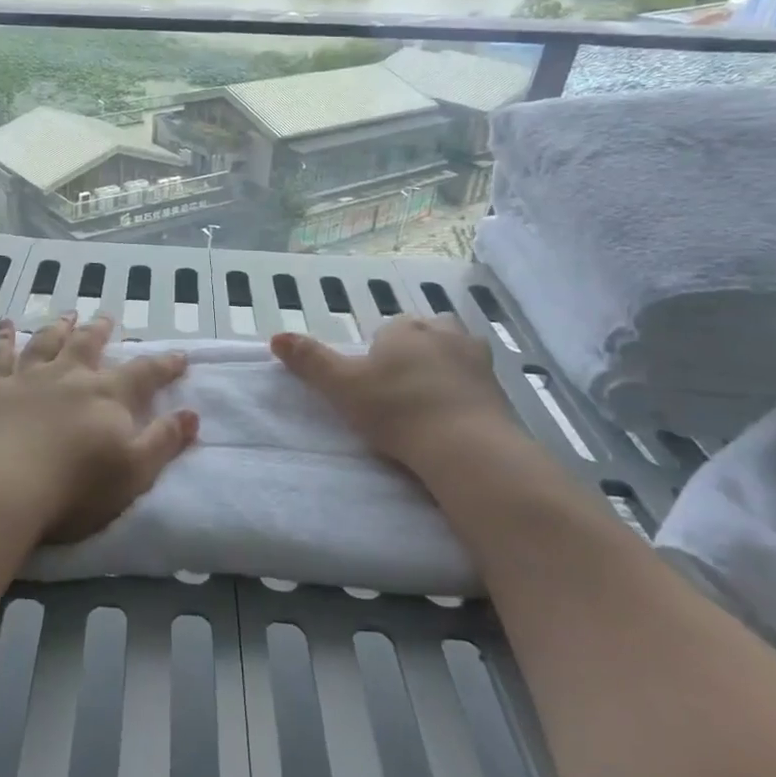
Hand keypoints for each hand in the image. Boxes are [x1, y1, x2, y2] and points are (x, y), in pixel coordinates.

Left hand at [0, 314, 199, 544]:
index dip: (164, 365)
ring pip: (46, 342)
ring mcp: (27, 378)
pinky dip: (2, 338)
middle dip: (101, 331)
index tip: (179, 355)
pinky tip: (5, 324)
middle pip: (88, 345)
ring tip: (67, 315)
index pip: (144, 374)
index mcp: (106, 396)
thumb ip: (163, 441)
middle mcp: (68, 376)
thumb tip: (192, 414)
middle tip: (107, 317)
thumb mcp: (134, 473)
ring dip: (58, 327)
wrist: (3, 488)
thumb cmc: (75, 488)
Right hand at [271, 314, 521, 478]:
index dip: (378, 354)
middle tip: (397, 391)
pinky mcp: (499, 387)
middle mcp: (444, 332)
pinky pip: (476, 381)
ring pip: (453, 352)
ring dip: (442, 367)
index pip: (387, 330)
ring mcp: (476, 358)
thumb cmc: (396, 410)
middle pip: (424, 334)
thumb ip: (310, 360)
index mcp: (404, 329)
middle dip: (413, 353)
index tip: (372, 384)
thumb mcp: (342, 386)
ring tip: (426, 401)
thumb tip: (275, 336)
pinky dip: (464, 391)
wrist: (466, 447)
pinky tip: (452, 416)